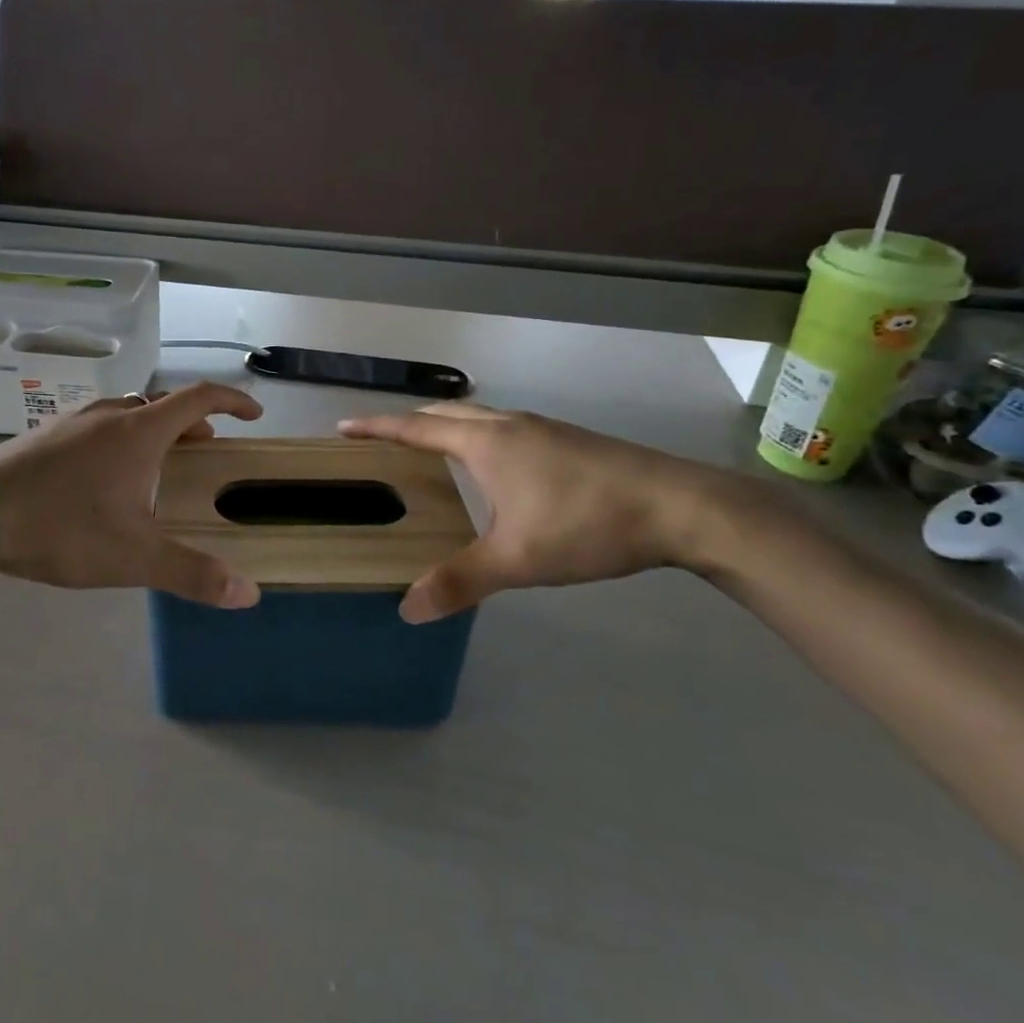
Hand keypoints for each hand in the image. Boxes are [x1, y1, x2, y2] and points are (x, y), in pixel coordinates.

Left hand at [0, 384, 265, 607]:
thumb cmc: (62, 527)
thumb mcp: (132, 557)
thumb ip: (192, 573)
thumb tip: (249, 594)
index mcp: (139, 432)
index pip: (199, 398)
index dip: (232, 401)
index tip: (253, 415)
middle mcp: (109, 416)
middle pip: (162, 405)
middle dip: (193, 423)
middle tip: (206, 449)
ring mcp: (72, 422)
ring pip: (127, 414)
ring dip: (154, 430)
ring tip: (158, 465)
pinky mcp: (44, 436)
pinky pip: (97, 426)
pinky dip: (120, 439)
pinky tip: (103, 478)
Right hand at [338, 403, 735, 621]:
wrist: (680, 507)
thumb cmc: (587, 524)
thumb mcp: (518, 559)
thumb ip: (460, 581)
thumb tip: (408, 609)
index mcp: (486, 442)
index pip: (416, 428)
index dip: (377, 427)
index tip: (343, 427)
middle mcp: (509, 425)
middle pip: (445, 413)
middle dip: (409, 424)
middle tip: (382, 442)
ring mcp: (543, 429)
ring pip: (479, 418)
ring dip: (447, 428)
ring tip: (431, 453)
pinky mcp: (569, 441)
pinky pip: (505, 430)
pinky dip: (478, 439)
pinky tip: (494, 471)